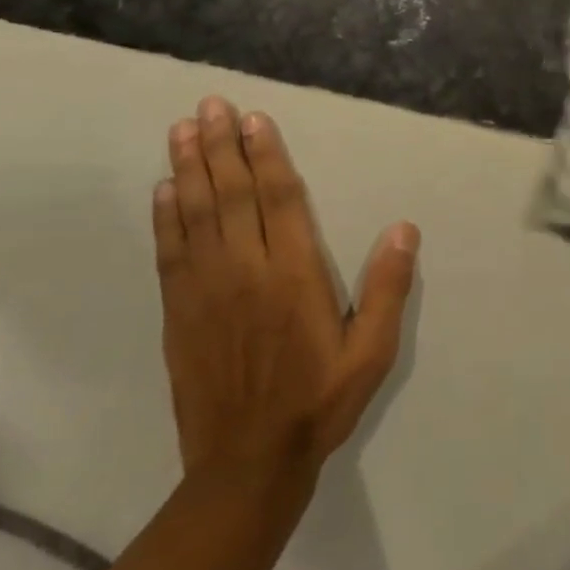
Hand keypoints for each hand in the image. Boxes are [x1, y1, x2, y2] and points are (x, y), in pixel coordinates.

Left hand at [154, 96, 418, 486]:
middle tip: (209, 105)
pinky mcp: (179, 312)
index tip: (253, 119)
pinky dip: (166, 217)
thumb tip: (404, 228)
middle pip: (232, 195)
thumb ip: (388, 289)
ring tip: (181, 129)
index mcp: (294, 276)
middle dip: (220, 146)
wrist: (246, 465)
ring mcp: (206, 290)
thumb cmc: (319, 402)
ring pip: (197, 214)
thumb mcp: (372, 353)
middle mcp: (246, 271)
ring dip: (189, 168)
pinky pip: (171, 252)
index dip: (266, 155)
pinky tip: (164, 189)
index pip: (279, 199)